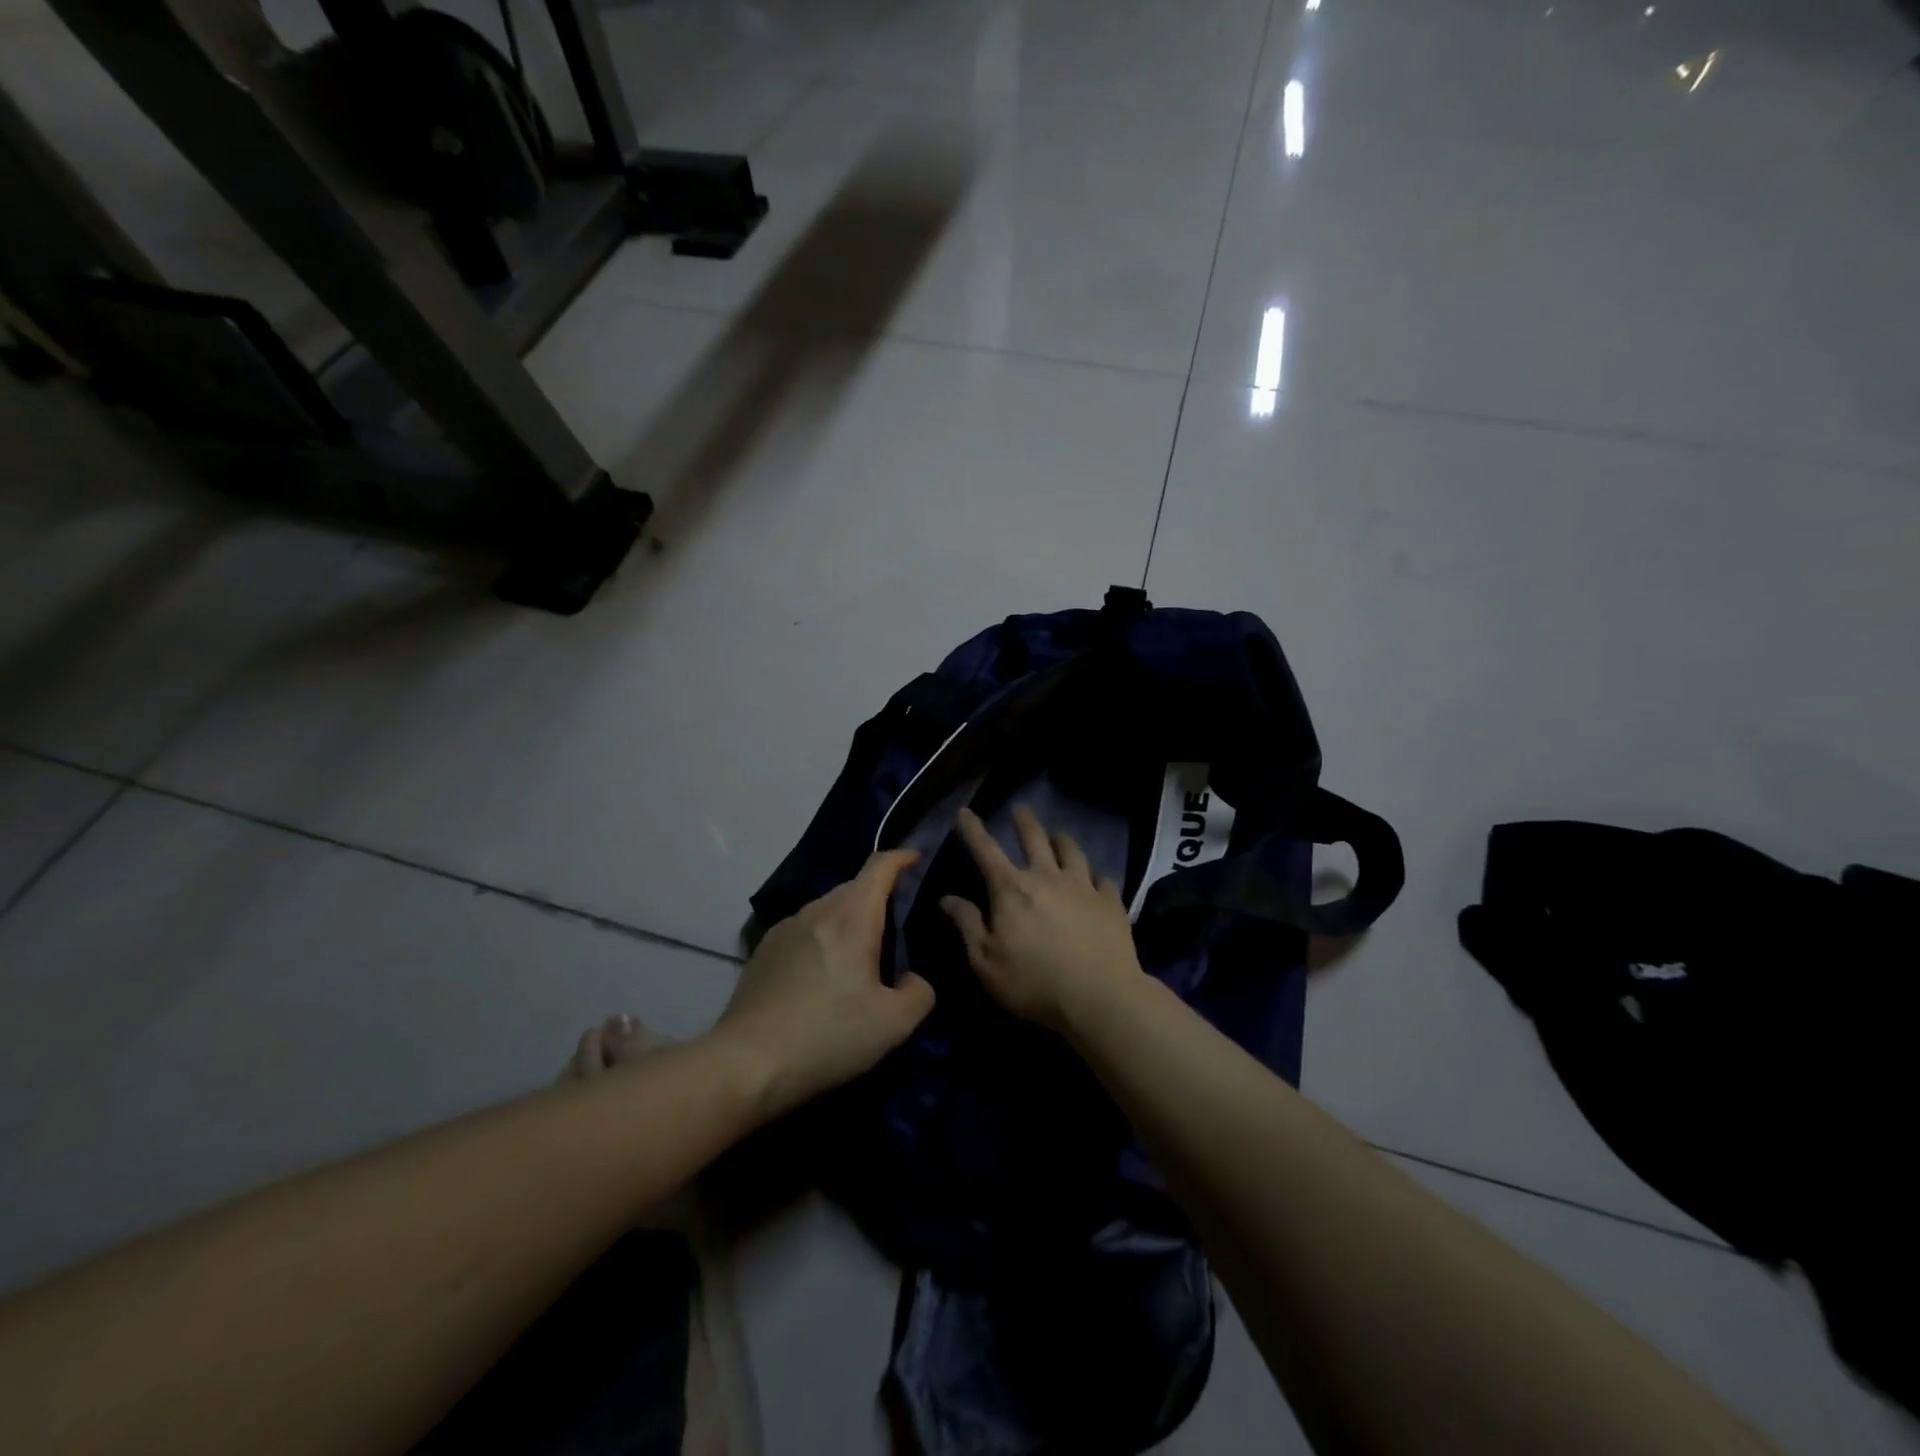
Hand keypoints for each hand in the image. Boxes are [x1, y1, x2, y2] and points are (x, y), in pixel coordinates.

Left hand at [713, 849, 934, 1115]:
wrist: (747, 1063)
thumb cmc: (828, 1035)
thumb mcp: (893, 1024)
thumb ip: (919, 993)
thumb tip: (913, 979)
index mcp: (852, 917)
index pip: (879, 866)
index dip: (901, 857)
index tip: (917, 858)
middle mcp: (817, 910)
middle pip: (854, 886)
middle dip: (878, 894)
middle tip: (897, 923)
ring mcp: (785, 928)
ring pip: (827, 909)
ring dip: (848, 919)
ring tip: (861, 953)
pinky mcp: (763, 951)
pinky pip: (804, 930)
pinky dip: (823, 938)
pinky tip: (823, 975)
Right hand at [940, 805, 1145, 1031]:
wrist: (1099, 997)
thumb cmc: (1033, 982)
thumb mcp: (985, 961)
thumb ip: (966, 925)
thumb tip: (946, 898)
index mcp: (1011, 889)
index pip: (985, 850)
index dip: (972, 829)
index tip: (965, 811)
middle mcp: (1046, 877)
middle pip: (1034, 838)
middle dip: (1024, 820)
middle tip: (1020, 808)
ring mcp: (1083, 887)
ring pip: (1071, 850)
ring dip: (1061, 839)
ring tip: (1058, 835)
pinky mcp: (1111, 902)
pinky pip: (1104, 879)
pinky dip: (1097, 876)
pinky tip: (1098, 880)